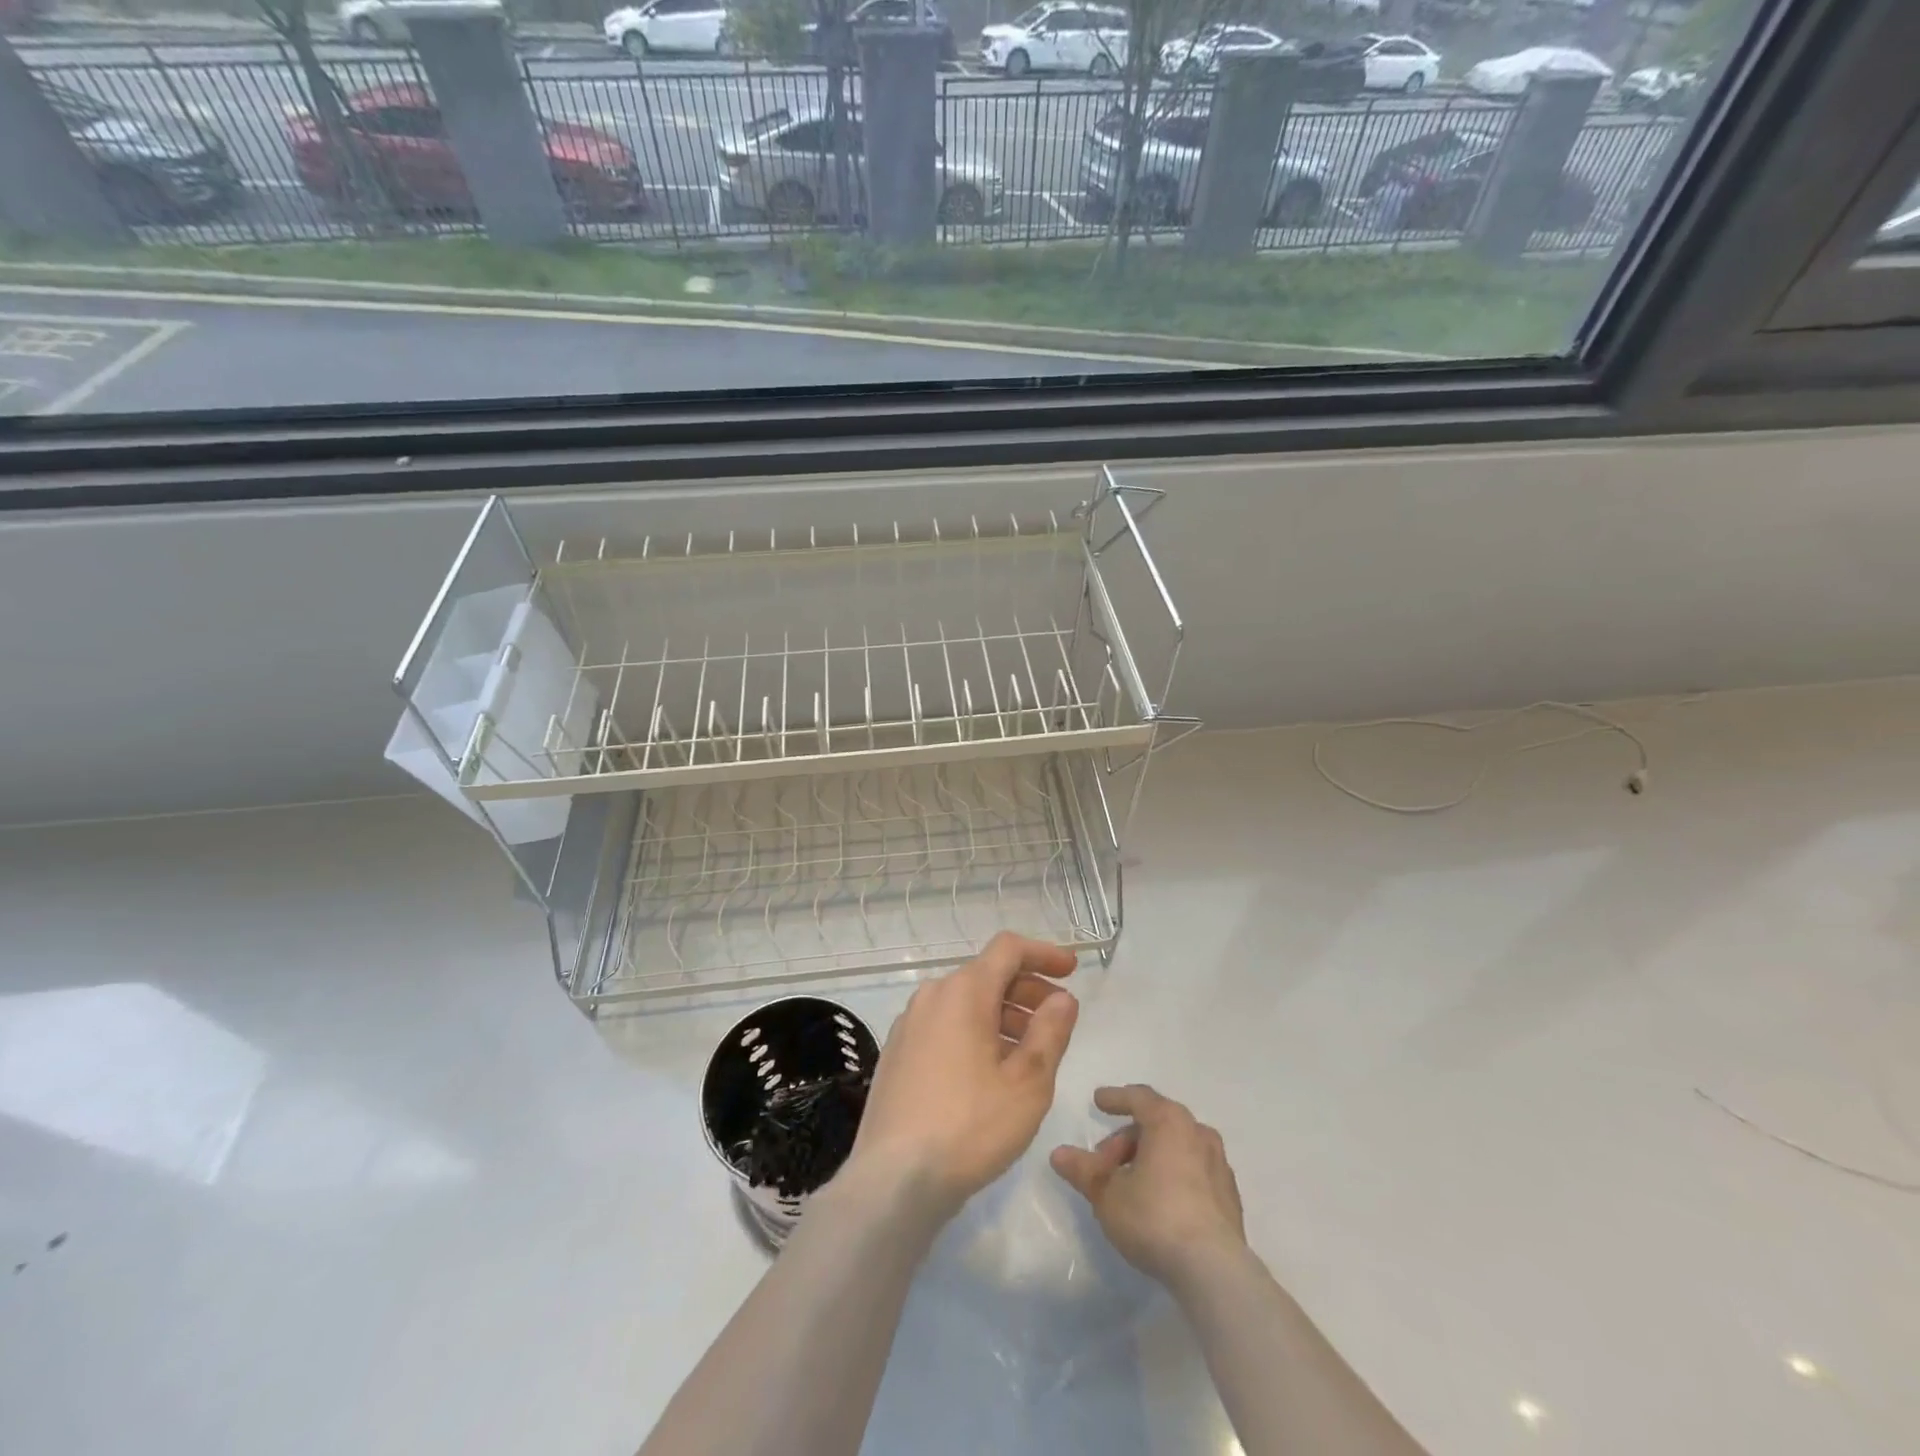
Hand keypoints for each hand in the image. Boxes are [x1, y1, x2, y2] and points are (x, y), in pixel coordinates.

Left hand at [846, 933, 1079, 1219]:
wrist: (894, 1179)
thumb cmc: (970, 1126)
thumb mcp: (1027, 1083)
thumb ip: (1050, 1032)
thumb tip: (1063, 998)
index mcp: (964, 992)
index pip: (1008, 949)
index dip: (1043, 954)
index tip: (1072, 970)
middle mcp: (932, 996)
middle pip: (986, 975)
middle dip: (1027, 989)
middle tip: (1058, 1018)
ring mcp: (909, 1025)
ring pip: (965, 1003)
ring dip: (1002, 1015)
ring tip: (1030, 1052)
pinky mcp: (898, 1054)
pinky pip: (945, 1026)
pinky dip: (974, 1033)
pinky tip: (990, 1072)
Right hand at [1050, 1084, 1246, 1288]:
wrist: (1214, 1271)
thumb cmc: (1154, 1217)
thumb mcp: (1107, 1194)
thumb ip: (1083, 1170)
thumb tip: (1058, 1154)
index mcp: (1169, 1121)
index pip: (1138, 1097)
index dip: (1115, 1098)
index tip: (1099, 1101)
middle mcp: (1197, 1132)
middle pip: (1156, 1124)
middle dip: (1127, 1140)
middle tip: (1105, 1165)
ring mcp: (1218, 1165)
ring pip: (1177, 1148)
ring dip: (1151, 1158)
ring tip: (1131, 1185)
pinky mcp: (1229, 1197)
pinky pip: (1194, 1172)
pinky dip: (1174, 1176)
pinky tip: (1161, 1202)